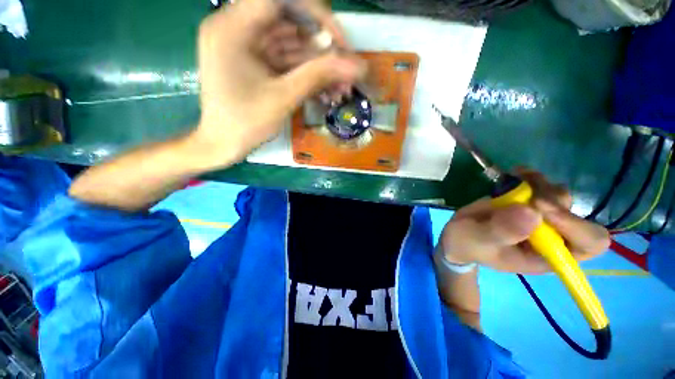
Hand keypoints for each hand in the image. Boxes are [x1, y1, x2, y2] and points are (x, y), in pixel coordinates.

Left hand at [194, 0, 364, 165]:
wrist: (224, 145)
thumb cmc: (245, 124)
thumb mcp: (283, 98)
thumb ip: (319, 76)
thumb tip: (357, 66)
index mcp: (233, 28)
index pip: (280, 0)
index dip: (315, 14)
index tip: (338, 40)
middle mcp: (238, 29)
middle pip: (289, 23)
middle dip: (321, 49)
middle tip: (345, 71)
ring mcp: (247, 48)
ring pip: (292, 47)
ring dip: (319, 67)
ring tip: (342, 87)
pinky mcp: (256, 64)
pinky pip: (286, 63)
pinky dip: (307, 75)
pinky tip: (326, 91)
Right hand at [438, 169, 609, 273]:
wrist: (460, 235)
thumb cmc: (468, 244)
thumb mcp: (478, 241)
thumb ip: (501, 232)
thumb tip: (531, 213)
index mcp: (547, 255)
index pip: (588, 243)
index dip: (575, 225)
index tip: (539, 208)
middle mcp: (553, 236)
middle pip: (576, 214)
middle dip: (551, 200)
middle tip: (525, 195)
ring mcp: (541, 218)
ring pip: (560, 195)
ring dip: (540, 185)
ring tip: (515, 181)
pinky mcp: (527, 203)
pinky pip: (542, 185)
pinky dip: (531, 176)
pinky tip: (515, 174)